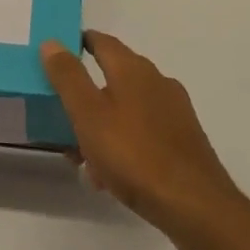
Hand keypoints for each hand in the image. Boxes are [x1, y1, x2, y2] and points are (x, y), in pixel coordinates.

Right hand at [40, 30, 244, 245]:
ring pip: (127, 109)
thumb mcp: (88, 114)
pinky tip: (110, 177)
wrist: (196, 208)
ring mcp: (174, 112)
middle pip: (112, 77)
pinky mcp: (184, 141)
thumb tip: (52, 42)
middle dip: (85, 96)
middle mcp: (157, 81)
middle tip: (61, 119)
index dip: (77, 44)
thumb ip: (68, 77)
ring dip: (102, 126)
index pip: (100, 41)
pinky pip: (143, 133)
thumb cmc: (135, 155)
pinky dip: (123, 145)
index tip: (55, 58)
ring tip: (83, 159)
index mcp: (133, 68)